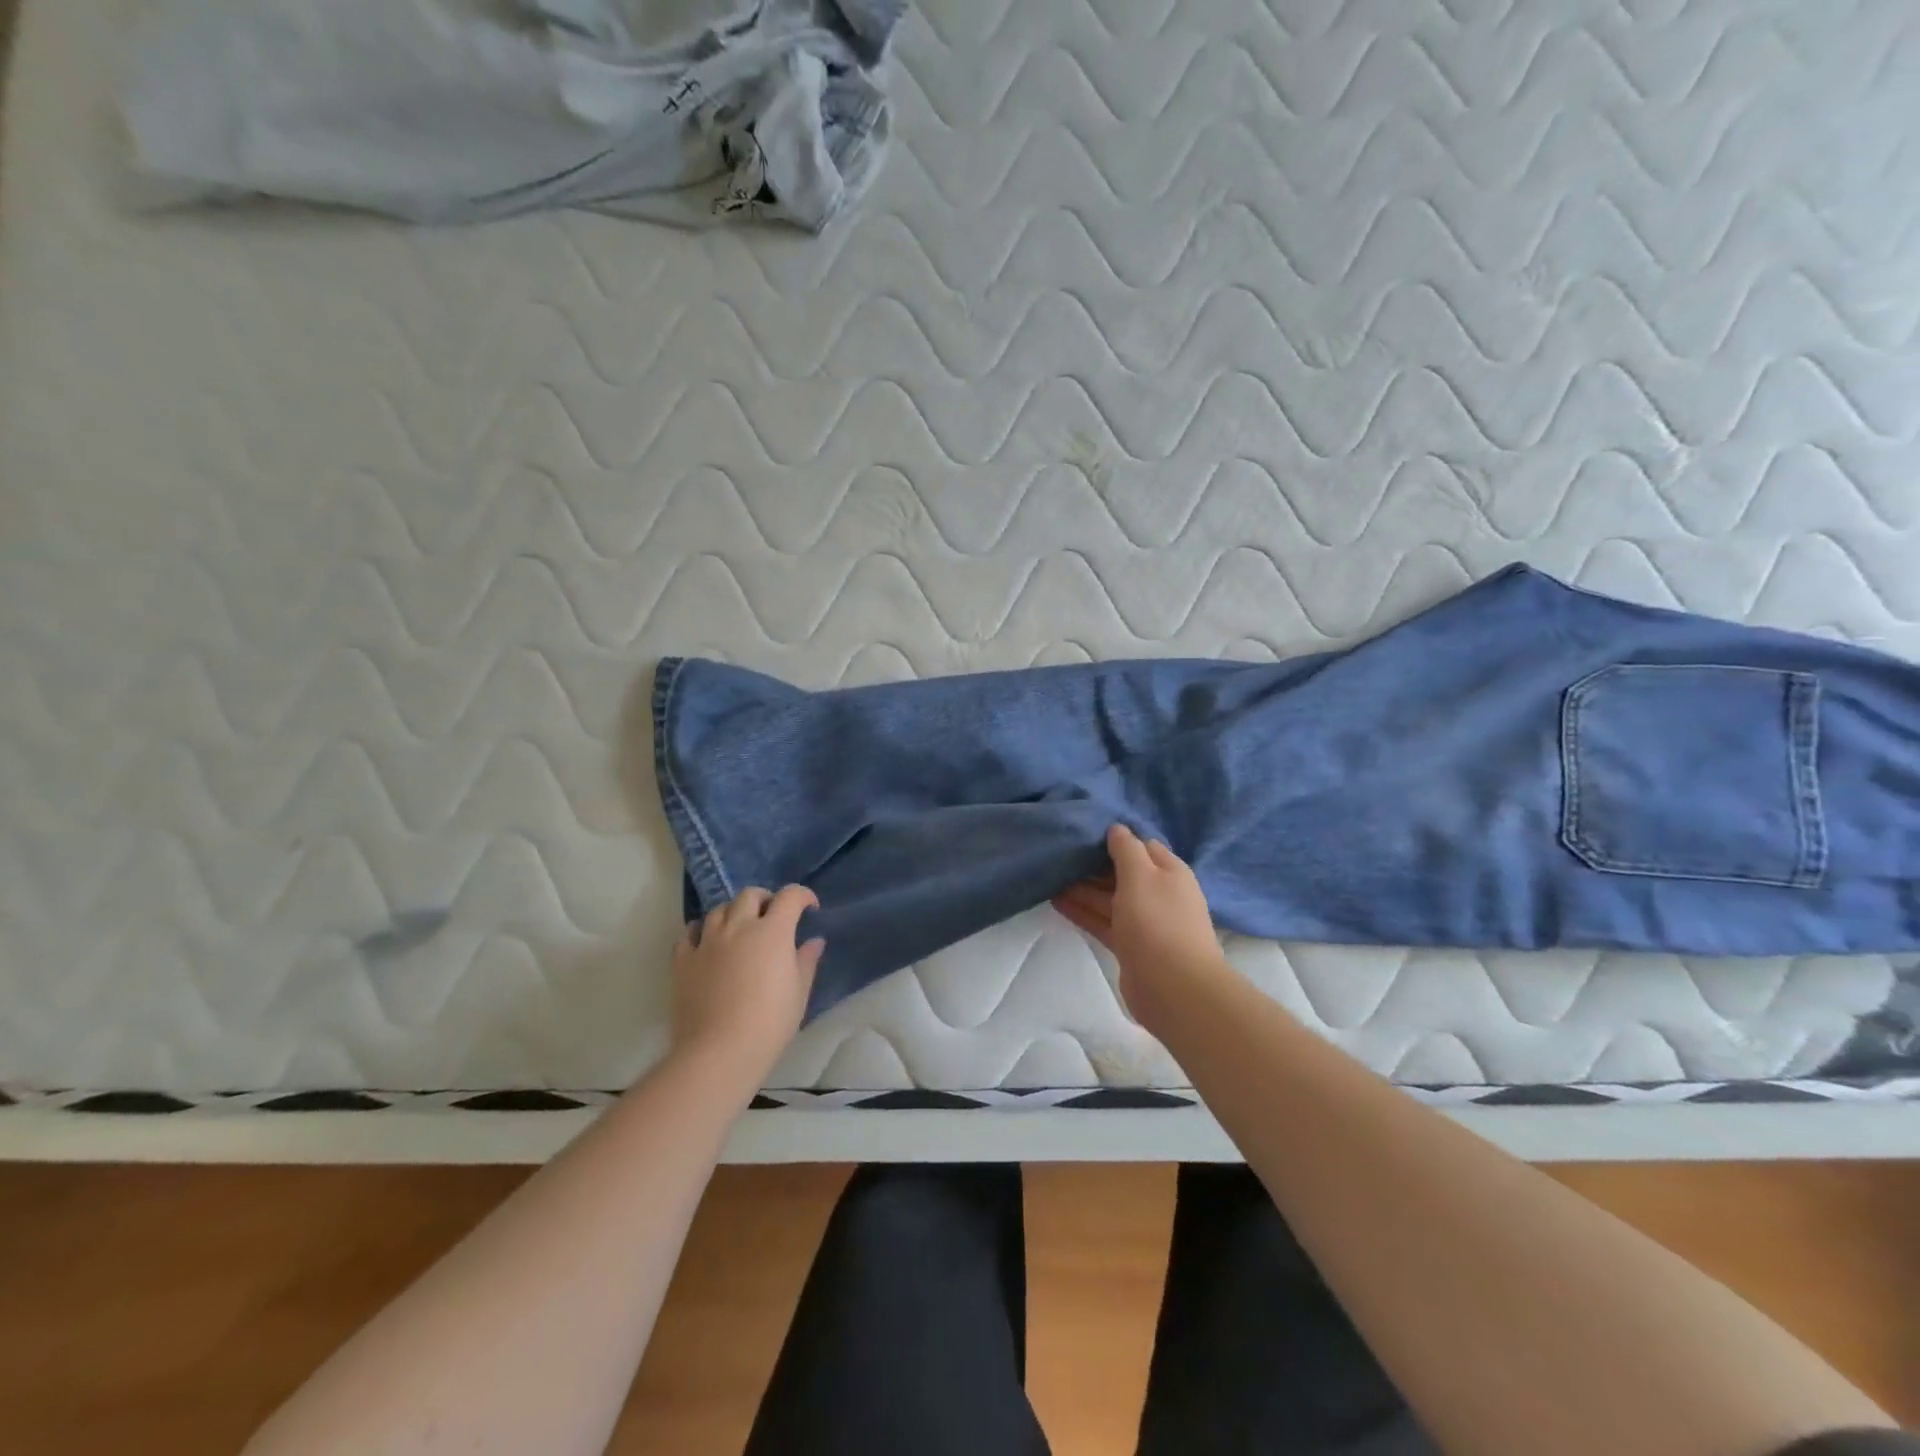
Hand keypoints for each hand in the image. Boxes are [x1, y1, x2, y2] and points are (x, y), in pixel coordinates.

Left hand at [672, 886, 823, 1081]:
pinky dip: (701, 930)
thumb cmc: (769, 1023)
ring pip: (719, 909)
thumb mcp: (799, 993)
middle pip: (750, 895)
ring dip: (733, 911)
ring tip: (740, 927)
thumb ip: (806, 961)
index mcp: (772, 932)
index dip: (803, 896)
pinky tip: (707, 941)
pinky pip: (690, 933)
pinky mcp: (683, 960)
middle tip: (773, 916)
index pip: (790, 897)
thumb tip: (814, 941)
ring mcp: (708, 942)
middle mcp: (739, 927)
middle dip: (765, 899)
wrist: (719, 1052)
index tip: (810, 908)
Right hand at [1053, 824, 1224, 1024]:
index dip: (1117, 839)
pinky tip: (1056, 901)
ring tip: (1050, 876)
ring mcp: (1145, 923)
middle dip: (1094, 864)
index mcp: (1170, 872)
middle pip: (1123, 873)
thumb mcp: (1141, 875)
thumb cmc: (1158, 922)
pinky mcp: (1130, 947)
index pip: (1143, 846)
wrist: (1175, 988)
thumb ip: (1126, 849)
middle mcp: (1159, 894)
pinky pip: (1103, 922)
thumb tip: (1117, 828)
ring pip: (1110, 899)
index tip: (1085, 833)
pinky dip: (1082, 911)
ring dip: (1083, 888)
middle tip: (1060, 854)